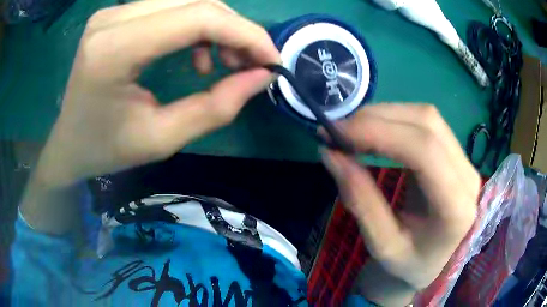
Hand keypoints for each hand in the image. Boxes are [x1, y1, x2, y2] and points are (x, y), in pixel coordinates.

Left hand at [36, 0, 279, 187]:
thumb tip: (262, 76)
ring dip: (217, 27)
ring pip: (186, 1)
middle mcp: (112, 19)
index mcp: (114, 50)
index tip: (271, 59)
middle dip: (234, 29)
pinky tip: (195, 53)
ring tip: (225, 61)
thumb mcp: (162, 139)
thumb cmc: (106, 149)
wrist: (69, 143)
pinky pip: (170, 7)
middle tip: (250, 64)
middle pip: (195, 2)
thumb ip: (215, 107)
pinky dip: (195, 26)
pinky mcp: (116, 15)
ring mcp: (112, 12)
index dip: (245, 33)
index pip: (197, 17)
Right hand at [321, 104, 479, 304]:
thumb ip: (360, 200)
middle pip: (427, 124)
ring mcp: (464, 161)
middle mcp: (467, 176)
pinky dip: (394, 119)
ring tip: (351, 129)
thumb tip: (331, 155)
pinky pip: (426, 123)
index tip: (336, 133)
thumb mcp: (382, 245)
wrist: (434, 262)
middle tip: (337, 130)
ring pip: (426, 117)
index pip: (425, 151)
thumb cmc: (409, 264)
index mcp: (456, 208)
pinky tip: (374, 130)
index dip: (380, 132)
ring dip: (384, 115)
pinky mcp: (455, 154)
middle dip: (377, 118)